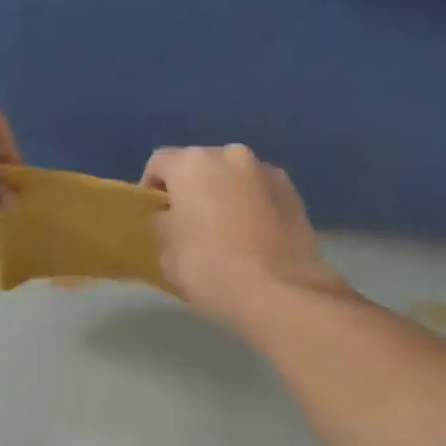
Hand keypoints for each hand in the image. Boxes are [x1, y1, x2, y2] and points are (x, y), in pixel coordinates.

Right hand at [141, 144, 343, 323]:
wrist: (279, 291)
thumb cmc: (210, 269)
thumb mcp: (166, 253)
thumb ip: (163, 224)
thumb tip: (171, 216)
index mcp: (191, 164)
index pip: (159, 164)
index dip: (151, 189)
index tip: (155, 216)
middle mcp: (230, 155)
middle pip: (200, 166)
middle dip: (192, 189)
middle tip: (190, 224)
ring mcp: (266, 170)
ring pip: (234, 177)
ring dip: (225, 195)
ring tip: (226, 231)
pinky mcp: (293, 191)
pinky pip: (260, 192)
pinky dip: (252, 205)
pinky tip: (253, 237)